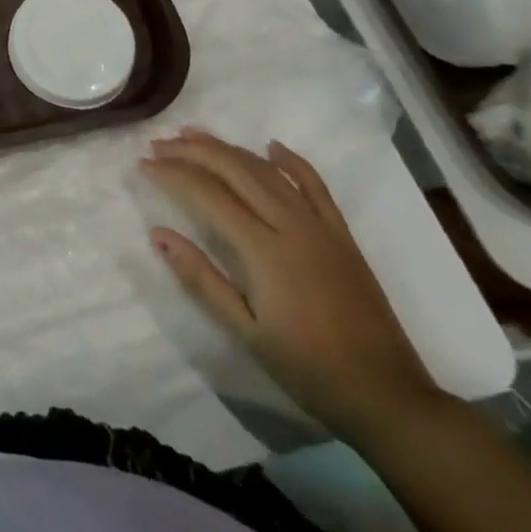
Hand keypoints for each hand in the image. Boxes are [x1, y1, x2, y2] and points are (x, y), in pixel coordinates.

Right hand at [140, 130, 435, 442]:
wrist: (387, 396)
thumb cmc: (308, 369)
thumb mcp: (245, 332)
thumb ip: (201, 279)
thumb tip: (158, 233)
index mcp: (263, 250)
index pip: (207, 194)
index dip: (172, 174)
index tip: (143, 165)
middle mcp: (290, 224)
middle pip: (234, 169)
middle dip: (192, 151)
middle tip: (159, 144)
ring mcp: (320, 225)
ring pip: (266, 170)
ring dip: (228, 148)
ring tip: (194, 135)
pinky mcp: (342, 234)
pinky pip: (315, 184)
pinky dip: (291, 161)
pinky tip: (271, 146)